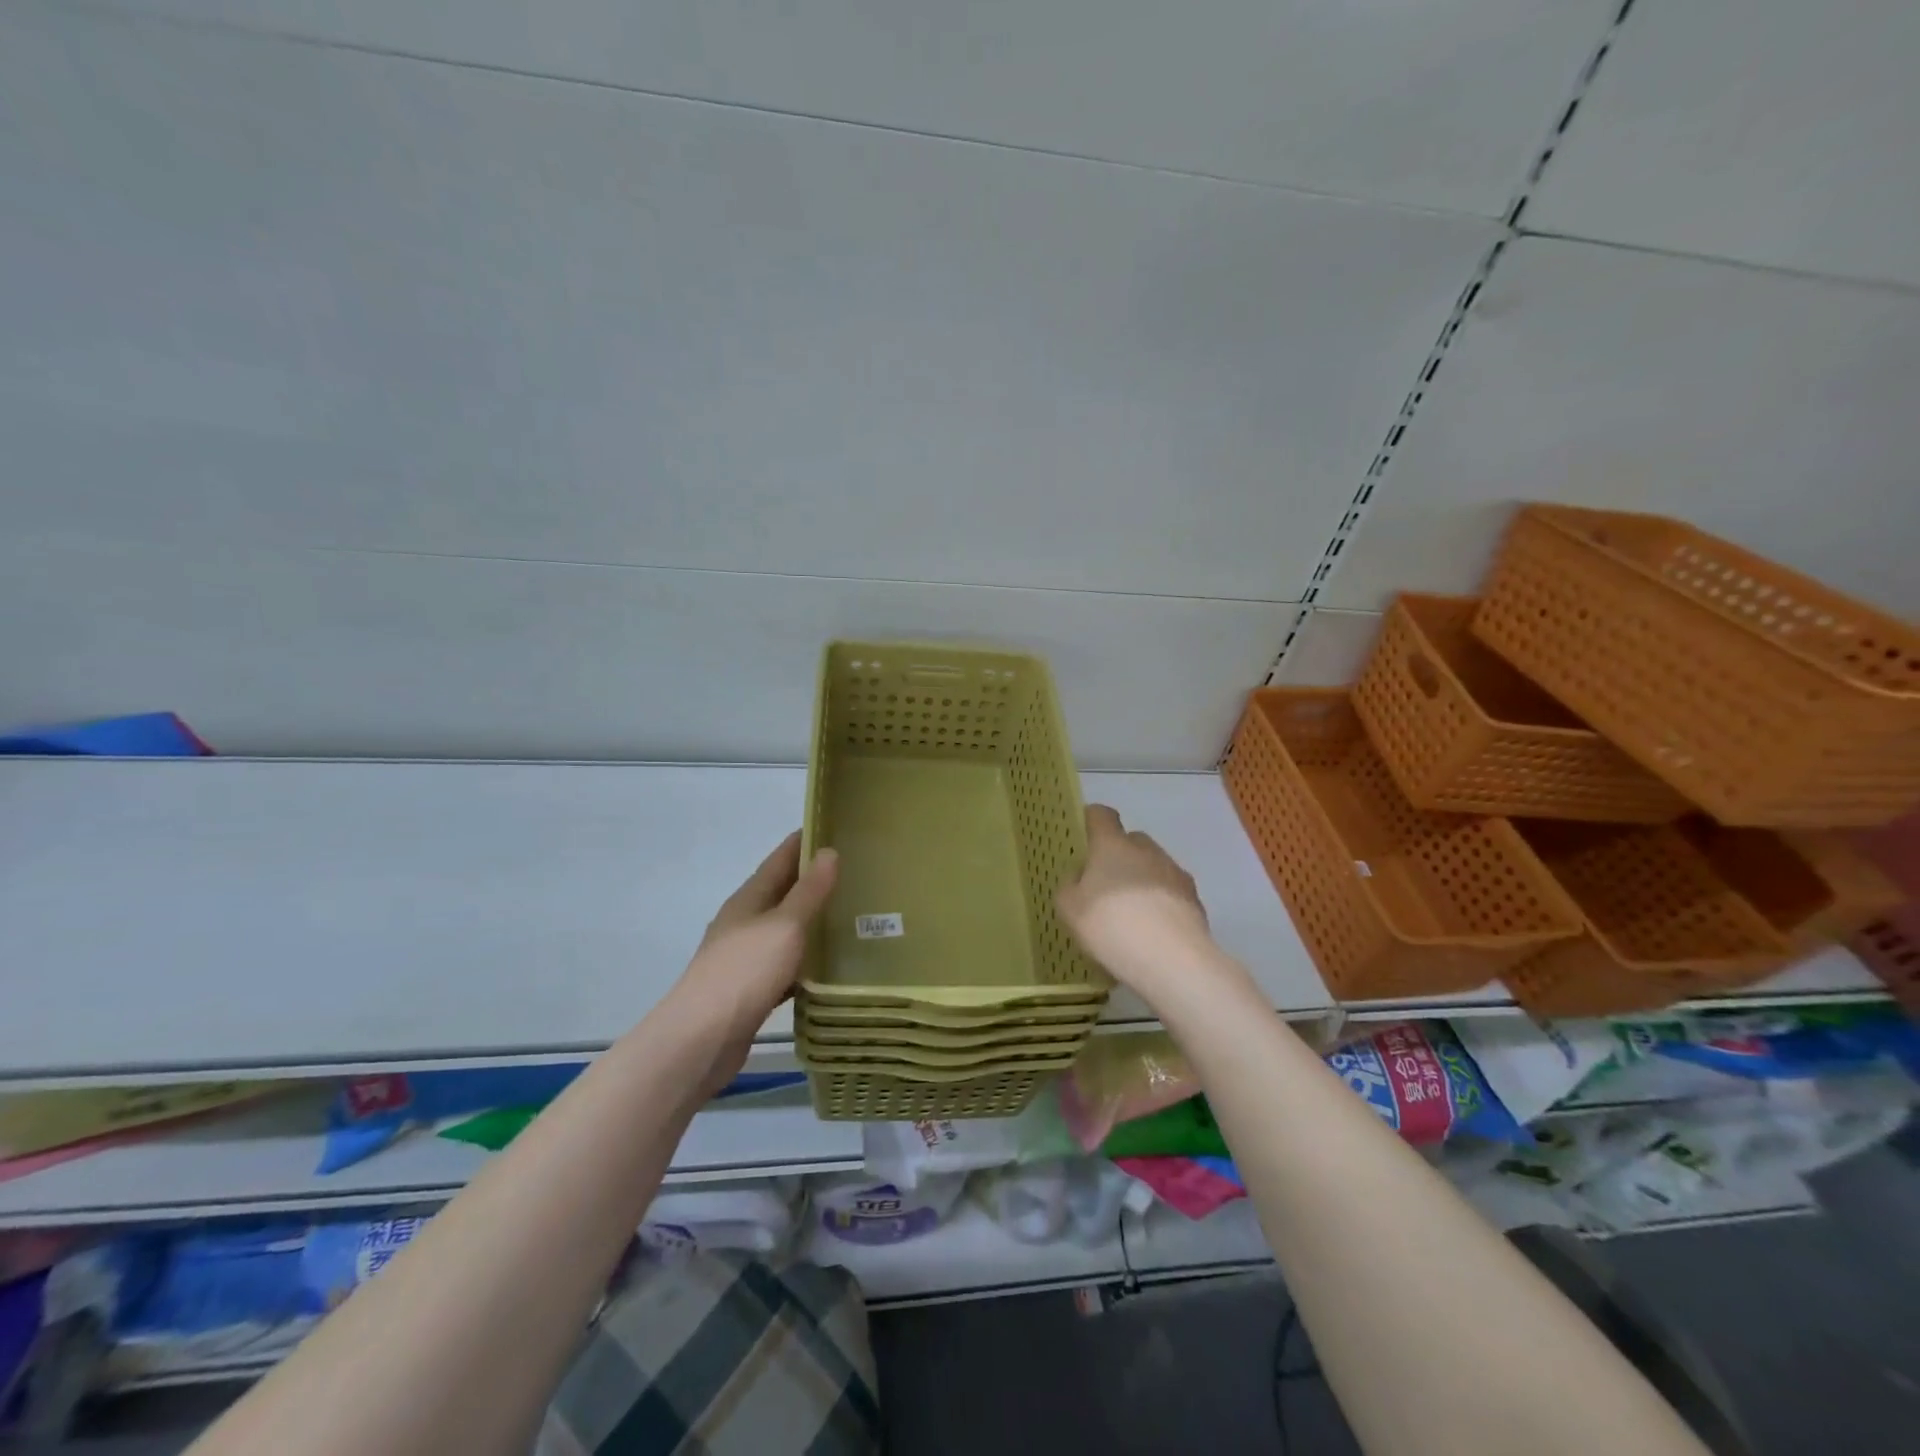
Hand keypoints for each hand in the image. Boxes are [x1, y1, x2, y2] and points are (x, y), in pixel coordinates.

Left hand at [664, 832, 837, 1084]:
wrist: (701, 1040)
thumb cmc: (744, 972)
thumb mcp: (784, 926)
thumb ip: (808, 891)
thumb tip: (828, 851)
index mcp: (749, 899)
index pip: (780, 858)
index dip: (804, 841)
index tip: (835, 828)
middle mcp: (744, 922)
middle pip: (782, 892)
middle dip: (813, 879)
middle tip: (856, 872)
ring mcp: (744, 957)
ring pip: (785, 929)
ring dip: (811, 920)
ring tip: (851, 915)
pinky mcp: (751, 989)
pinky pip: (785, 963)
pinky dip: (806, 959)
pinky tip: (829, 966)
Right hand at [1056, 805, 1212, 993]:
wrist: (1173, 960)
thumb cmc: (1111, 926)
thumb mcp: (1070, 909)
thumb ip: (1070, 885)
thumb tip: (1081, 875)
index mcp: (1112, 845)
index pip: (1101, 815)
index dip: (1091, 821)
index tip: (1084, 837)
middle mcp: (1146, 850)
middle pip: (1130, 841)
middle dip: (1118, 856)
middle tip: (1105, 885)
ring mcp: (1175, 873)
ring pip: (1153, 867)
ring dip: (1142, 880)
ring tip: (1131, 915)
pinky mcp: (1195, 900)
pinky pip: (1171, 893)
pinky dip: (1161, 904)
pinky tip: (1153, 931)